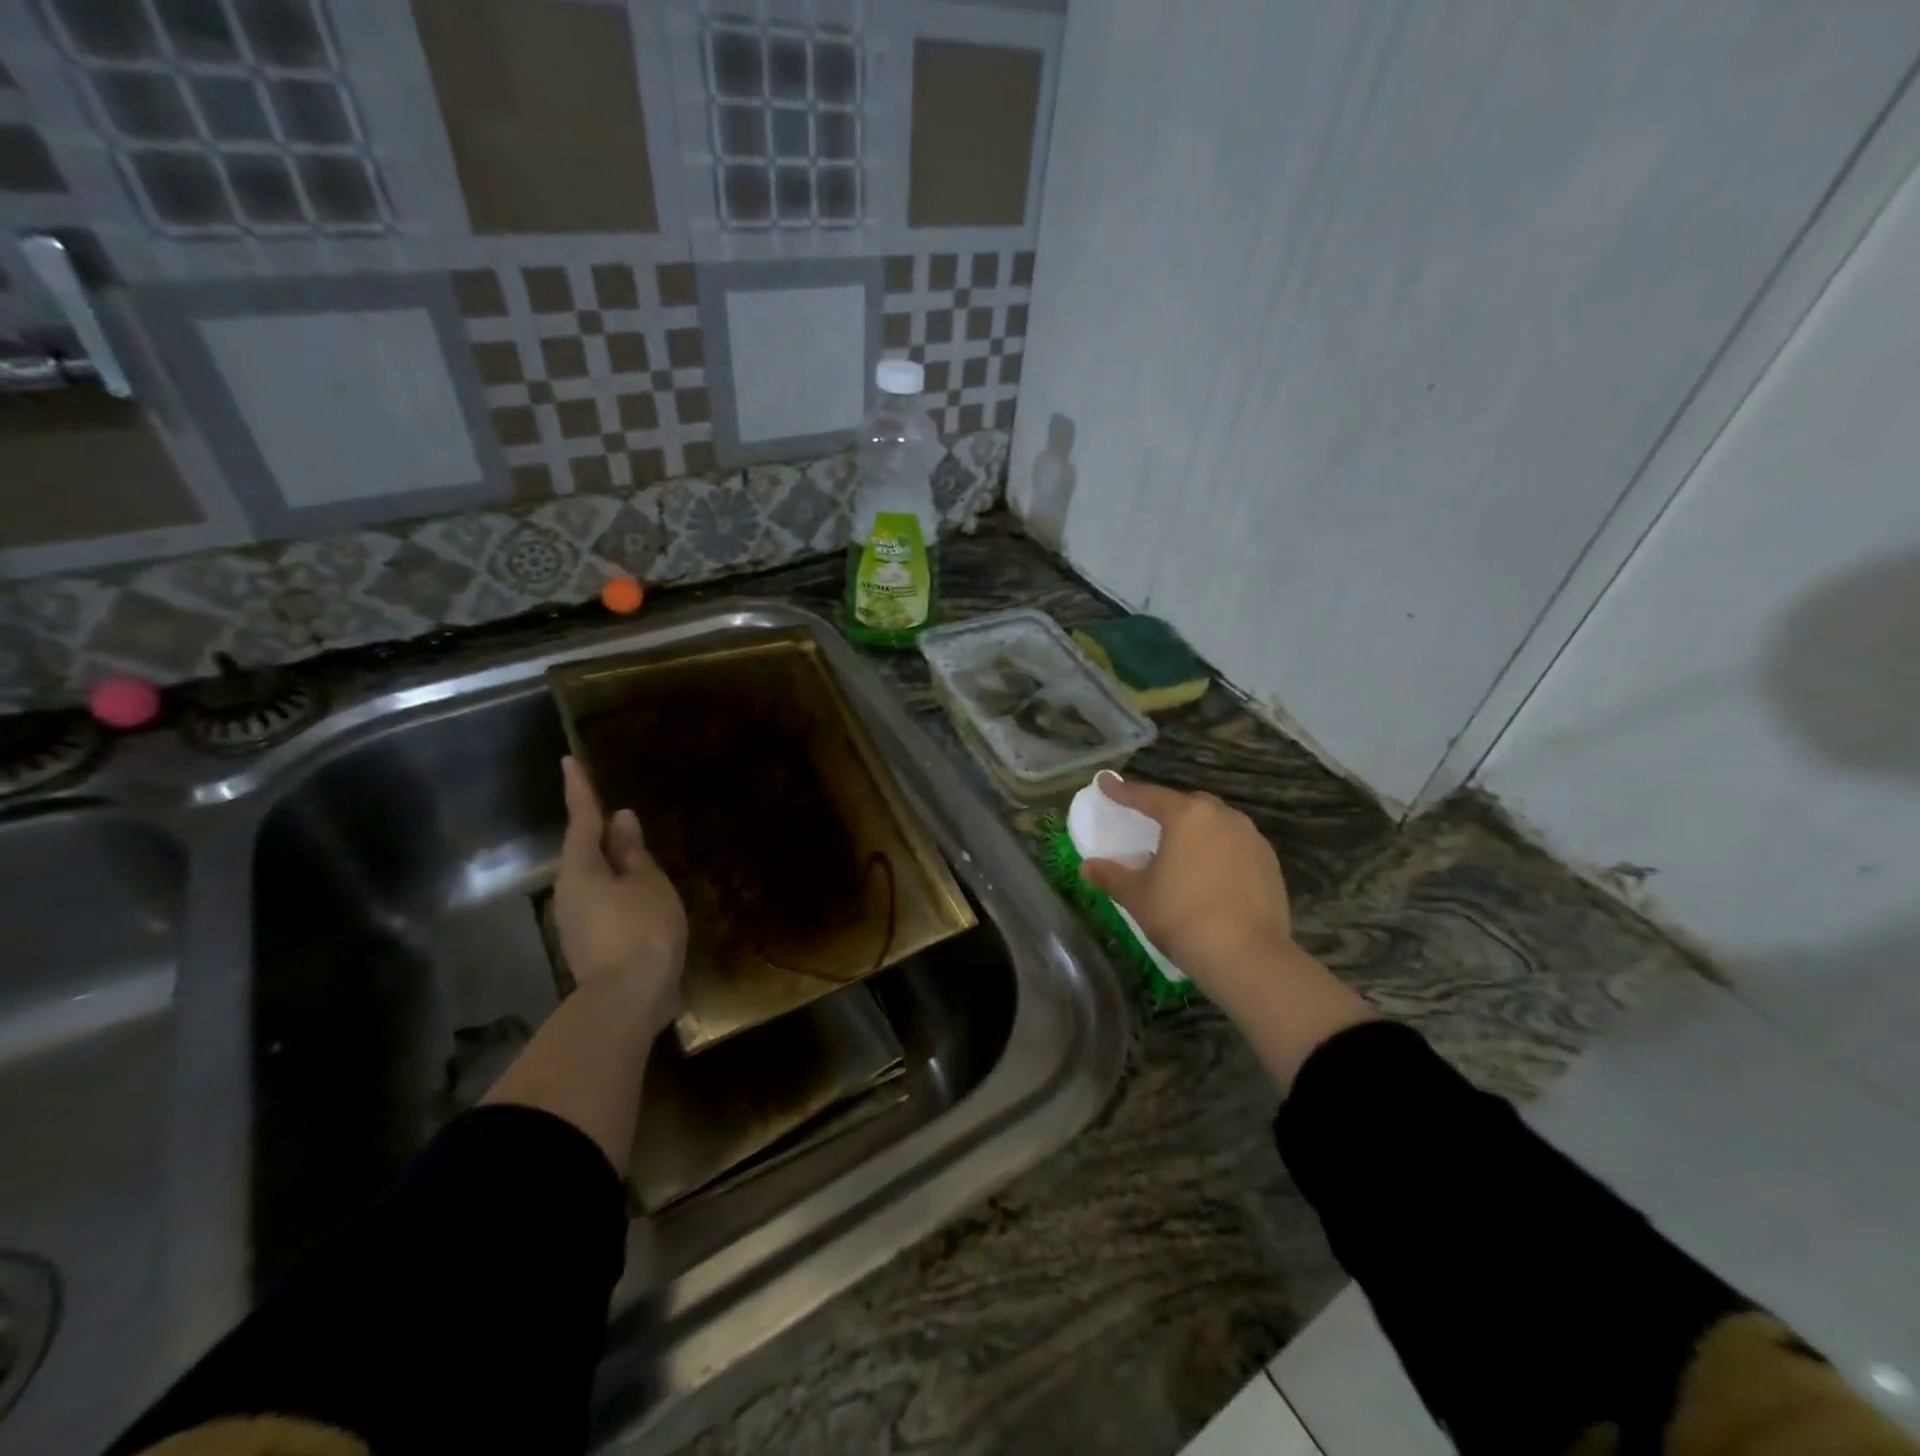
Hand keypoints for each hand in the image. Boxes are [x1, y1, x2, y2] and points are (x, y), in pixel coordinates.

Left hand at [554, 757, 686, 1042]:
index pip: (582, 819)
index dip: (580, 789)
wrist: (627, 1001)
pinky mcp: (589, 944)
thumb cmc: (641, 929)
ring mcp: (576, 922)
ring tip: (639, 855)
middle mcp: (569, 892)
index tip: (569, 761)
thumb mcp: (647, 883)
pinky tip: (642, 896)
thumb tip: (621, 820)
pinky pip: (605, 903)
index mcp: (581, 869)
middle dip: (601, 833)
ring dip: (614, 865)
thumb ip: (633, 852)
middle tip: (620, 815)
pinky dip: (621, 891)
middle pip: (585, 852)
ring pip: (596, 880)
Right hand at [1078, 775, 1295, 999]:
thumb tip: (1087, 867)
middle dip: (1167, 810)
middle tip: (1148, 823)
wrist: (1246, 955)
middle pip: (1188, 805)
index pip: (1148, 796)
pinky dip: (1218, 852)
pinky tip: (1208, 874)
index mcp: (1187, 816)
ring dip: (1196, 831)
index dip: (1123, 791)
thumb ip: (1111, 876)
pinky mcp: (1270, 864)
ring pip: (1216, 824)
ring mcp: (1252, 839)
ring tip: (1180, 851)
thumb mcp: (1138, 897)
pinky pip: (1236, 846)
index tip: (1105, 782)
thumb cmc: (1182, 916)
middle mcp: (1223, 817)